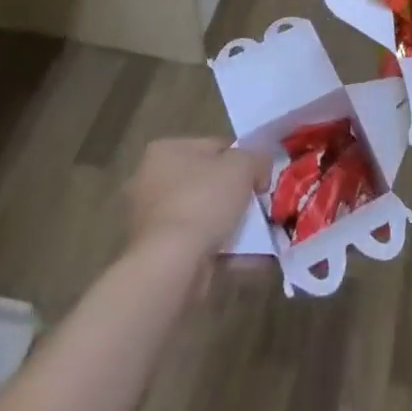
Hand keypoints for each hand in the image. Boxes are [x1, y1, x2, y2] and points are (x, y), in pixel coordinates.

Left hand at [125, 138, 268, 263]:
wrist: (172, 264)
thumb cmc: (203, 201)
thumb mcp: (243, 164)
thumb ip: (257, 157)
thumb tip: (260, 167)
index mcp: (166, 150)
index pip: (215, 147)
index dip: (243, 160)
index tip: (260, 179)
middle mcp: (151, 180)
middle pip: (208, 182)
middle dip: (234, 195)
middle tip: (258, 206)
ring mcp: (151, 220)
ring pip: (203, 215)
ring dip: (230, 224)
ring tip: (257, 235)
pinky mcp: (156, 253)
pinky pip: (197, 243)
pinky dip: (221, 249)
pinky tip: (246, 258)